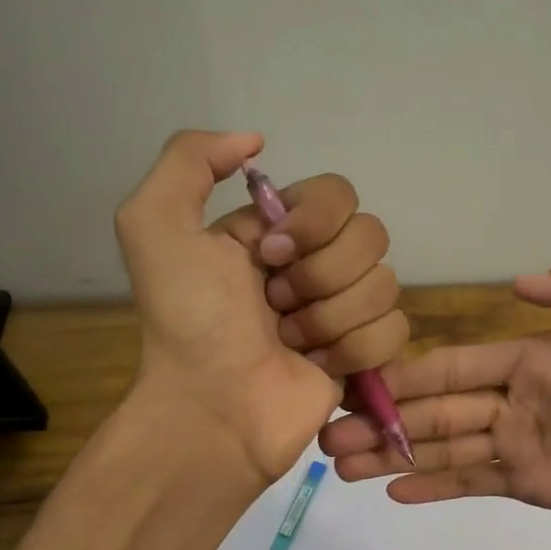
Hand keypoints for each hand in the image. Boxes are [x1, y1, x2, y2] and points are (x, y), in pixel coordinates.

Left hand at [115, 130, 408, 482]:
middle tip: (274, 305)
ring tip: (289, 342)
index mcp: (278, 229)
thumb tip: (256, 140)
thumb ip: (189, 159)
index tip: (269, 255)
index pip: (339, 193)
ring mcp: (345, 310)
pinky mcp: (366, 354)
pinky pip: (396, 330)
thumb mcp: (154, 225)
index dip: (314, 222)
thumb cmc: (188, 322)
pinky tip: (316, 366)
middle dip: (320, 276)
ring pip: (385, 285)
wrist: (212, 409)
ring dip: (330, 319)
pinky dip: (354, 350)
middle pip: (371, 237)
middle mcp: (318, 263)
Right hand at [321, 257, 550, 546]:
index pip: (458, 364)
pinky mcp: (529, 485)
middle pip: (437, 409)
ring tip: (341, 465)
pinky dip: (434, 487)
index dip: (410, 375)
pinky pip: (472, 483)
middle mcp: (516, 399)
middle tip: (327, 433)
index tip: (360, 383)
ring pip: (444, 447)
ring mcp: (519, 445)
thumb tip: (517, 281)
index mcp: (534, 358)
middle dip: (383, 421)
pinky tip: (393, 492)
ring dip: (392, 455)